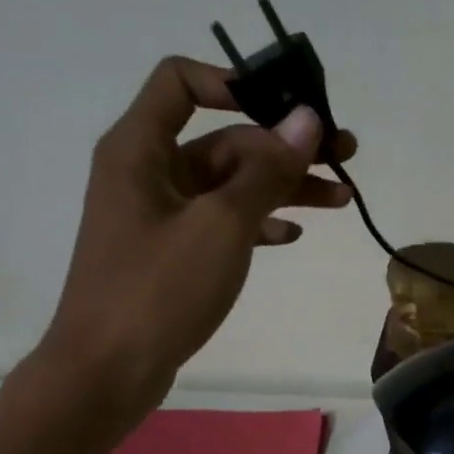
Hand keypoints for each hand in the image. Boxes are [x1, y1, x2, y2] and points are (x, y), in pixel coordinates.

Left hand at [37, 56, 355, 418]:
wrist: (108, 371)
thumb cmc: (158, 290)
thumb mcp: (221, 225)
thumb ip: (266, 171)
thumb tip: (307, 119)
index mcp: (141, 148)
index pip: (182, 82)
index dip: (236, 83)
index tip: (289, 110)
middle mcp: (149, 171)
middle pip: (224, 139)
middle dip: (284, 148)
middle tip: (344, 158)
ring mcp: (162, 215)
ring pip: (231, 185)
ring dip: (284, 187)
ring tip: (342, 199)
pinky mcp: (174, 253)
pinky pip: (223, 223)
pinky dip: (259, 222)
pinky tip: (292, 234)